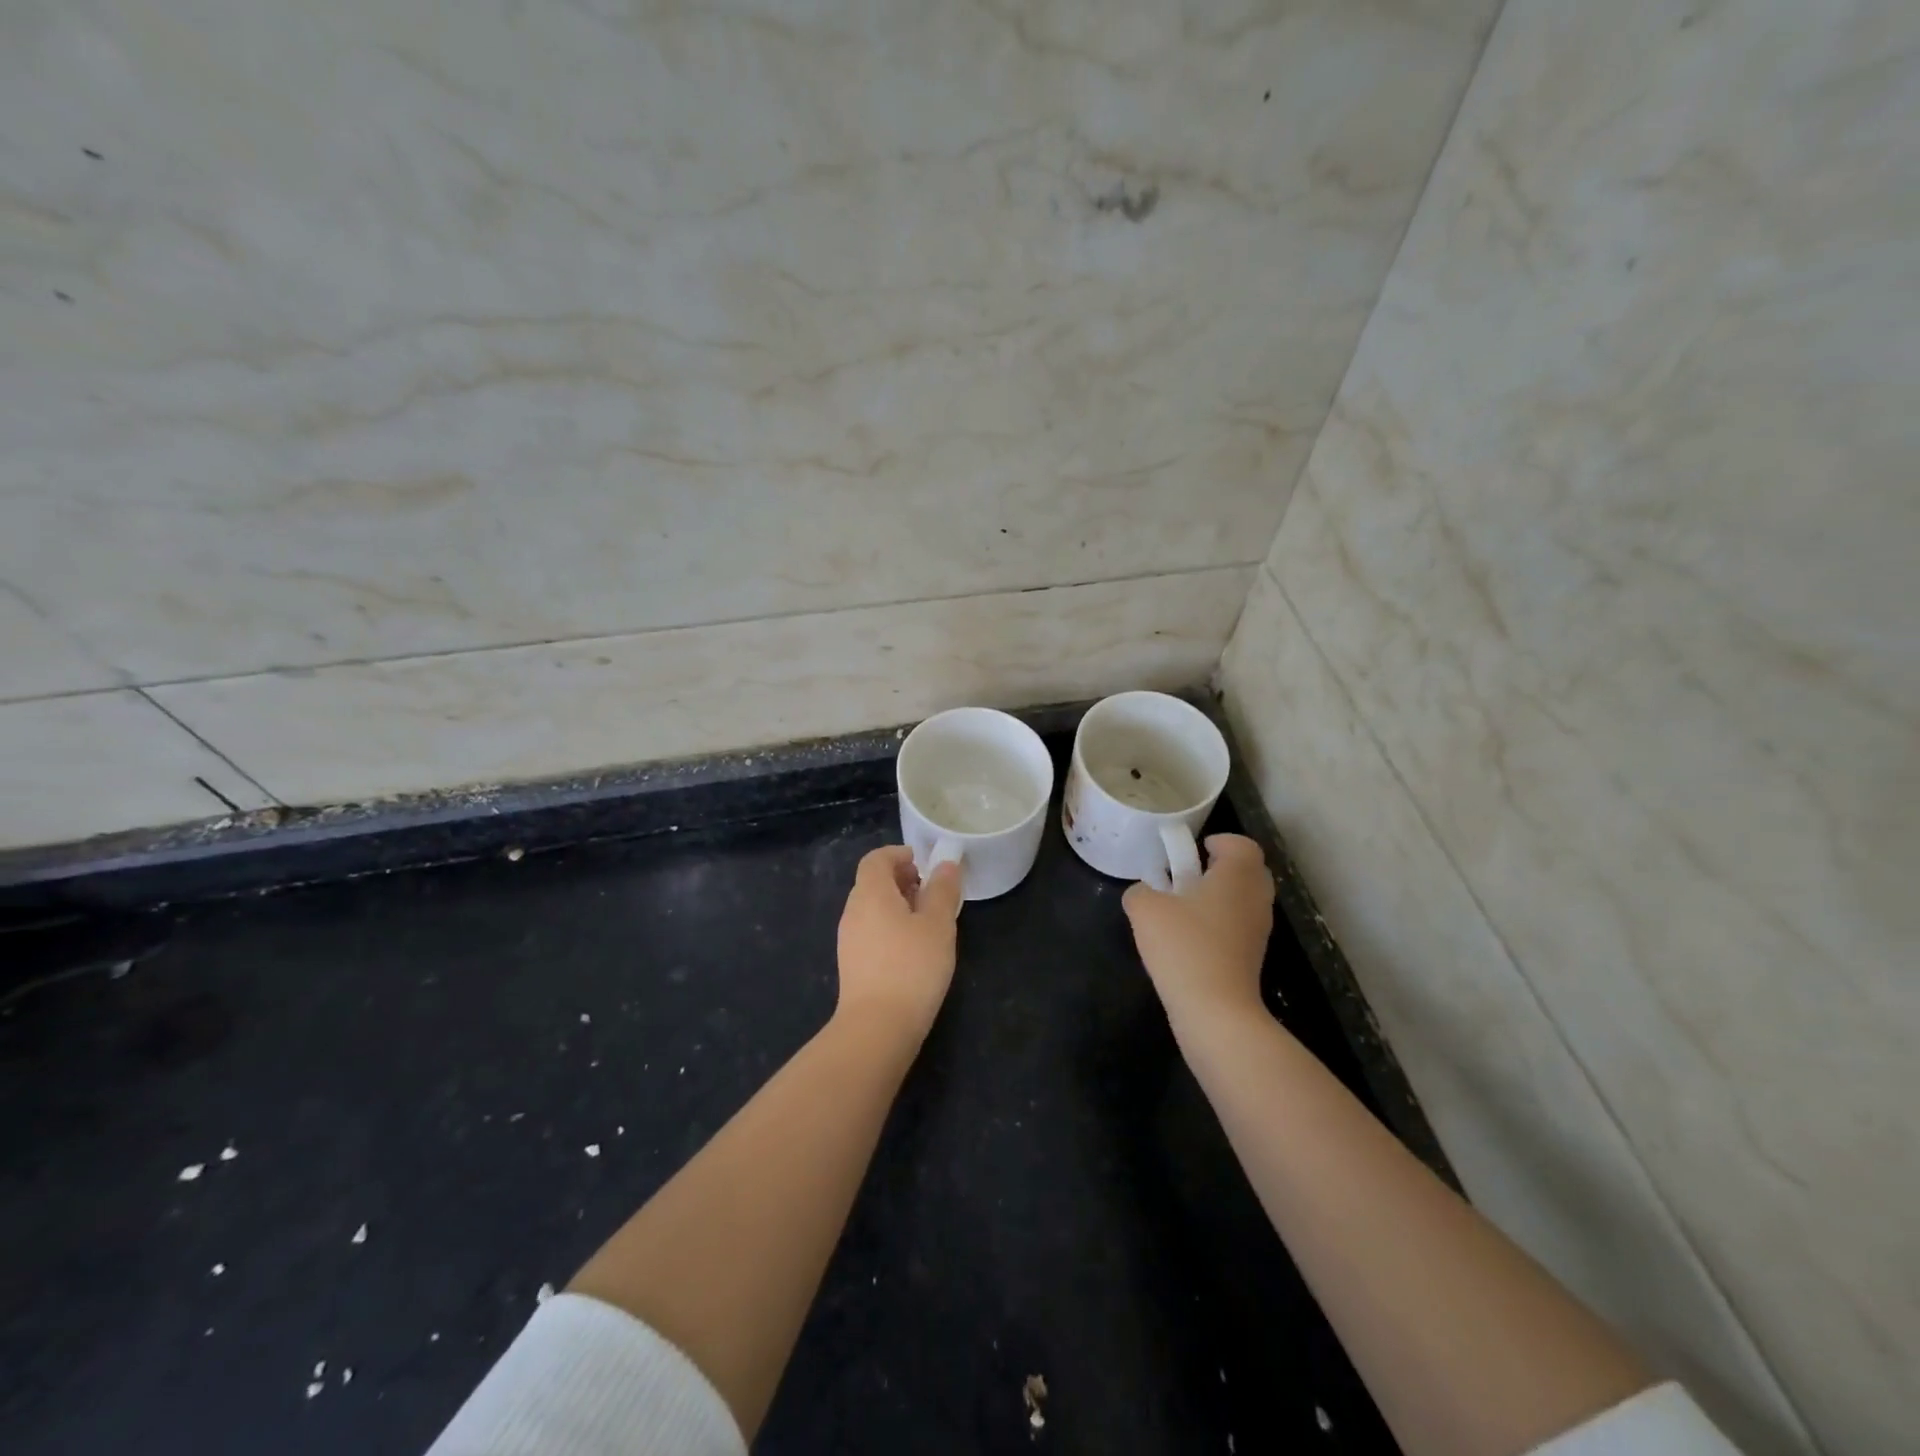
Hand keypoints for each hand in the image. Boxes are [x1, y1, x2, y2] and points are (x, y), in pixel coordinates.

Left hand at [836, 846, 963, 1042]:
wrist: (877, 1026)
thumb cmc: (912, 966)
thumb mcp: (938, 924)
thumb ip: (943, 890)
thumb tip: (946, 864)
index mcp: (871, 893)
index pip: (876, 859)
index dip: (898, 854)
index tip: (922, 862)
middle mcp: (853, 911)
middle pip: (872, 882)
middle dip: (900, 879)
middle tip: (929, 889)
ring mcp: (848, 939)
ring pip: (871, 908)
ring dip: (896, 904)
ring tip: (926, 919)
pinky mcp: (852, 964)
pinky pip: (870, 930)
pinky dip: (889, 926)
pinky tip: (912, 947)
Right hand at [1123, 834, 1274, 1028]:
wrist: (1214, 1010)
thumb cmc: (1184, 947)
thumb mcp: (1144, 909)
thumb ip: (1140, 891)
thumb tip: (1144, 893)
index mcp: (1238, 875)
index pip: (1242, 844)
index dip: (1219, 841)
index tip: (1193, 851)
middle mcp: (1256, 898)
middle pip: (1248, 870)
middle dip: (1220, 868)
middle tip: (1188, 875)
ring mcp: (1259, 930)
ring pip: (1244, 899)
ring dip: (1219, 897)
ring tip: (1183, 908)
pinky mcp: (1253, 957)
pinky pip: (1239, 926)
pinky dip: (1220, 923)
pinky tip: (1189, 938)